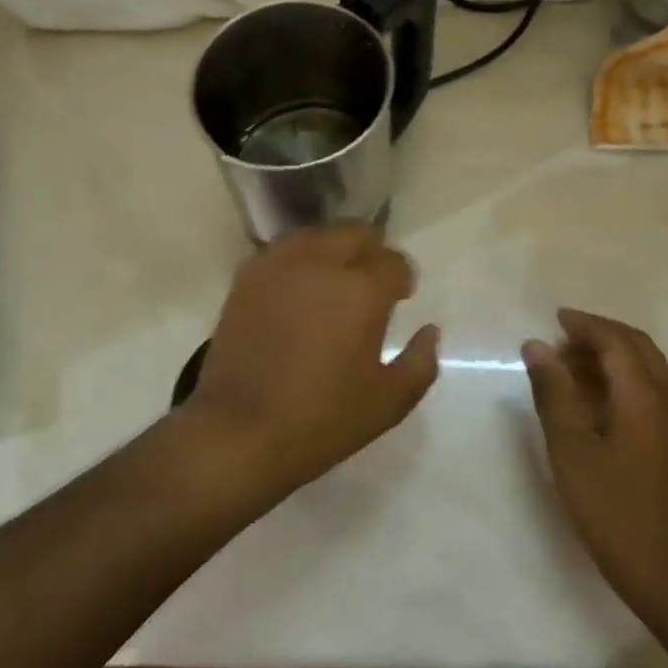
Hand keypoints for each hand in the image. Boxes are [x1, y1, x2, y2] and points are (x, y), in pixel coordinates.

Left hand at [184, 224, 439, 496]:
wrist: (238, 433)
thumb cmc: (321, 420)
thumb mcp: (388, 403)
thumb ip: (420, 362)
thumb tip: (429, 330)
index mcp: (362, 289)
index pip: (394, 261)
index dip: (402, 279)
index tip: (400, 298)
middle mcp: (322, 264)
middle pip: (356, 233)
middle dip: (371, 252)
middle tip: (370, 284)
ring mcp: (279, 266)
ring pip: (316, 235)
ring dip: (333, 249)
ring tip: (333, 279)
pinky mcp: (247, 278)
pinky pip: (281, 251)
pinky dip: (297, 260)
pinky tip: (298, 287)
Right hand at [522, 309, 667, 615]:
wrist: (661, 566)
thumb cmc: (610, 505)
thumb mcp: (570, 446)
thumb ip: (552, 391)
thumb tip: (536, 345)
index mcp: (644, 394)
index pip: (615, 340)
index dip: (585, 325)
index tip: (554, 319)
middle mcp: (666, 397)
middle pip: (636, 345)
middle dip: (599, 334)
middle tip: (562, 337)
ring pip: (644, 365)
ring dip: (609, 354)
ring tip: (568, 364)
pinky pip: (647, 385)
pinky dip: (619, 375)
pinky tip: (591, 395)